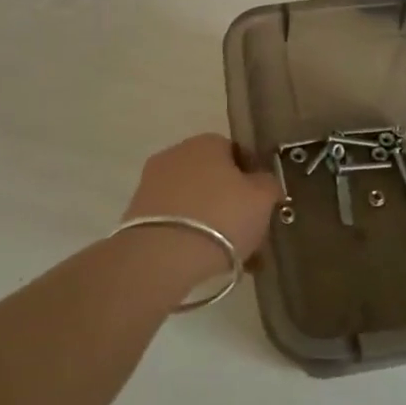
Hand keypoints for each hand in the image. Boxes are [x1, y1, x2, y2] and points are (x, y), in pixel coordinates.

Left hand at [122, 134, 281, 275]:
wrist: (161, 257)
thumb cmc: (221, 217)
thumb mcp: (262, 199)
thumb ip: (268, 184)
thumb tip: (263, 182)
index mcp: (206, 142)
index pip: (237, 153)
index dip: (253, 178)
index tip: (262, 204)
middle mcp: (176, 155)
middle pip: (214, 178)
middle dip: (232, 203)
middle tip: (250, 232)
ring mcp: (152, 183)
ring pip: (195, 202)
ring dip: (213, 223)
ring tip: (232, 256)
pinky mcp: (137, 214)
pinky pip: (176, 221)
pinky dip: (191, 236)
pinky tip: (207, 261)